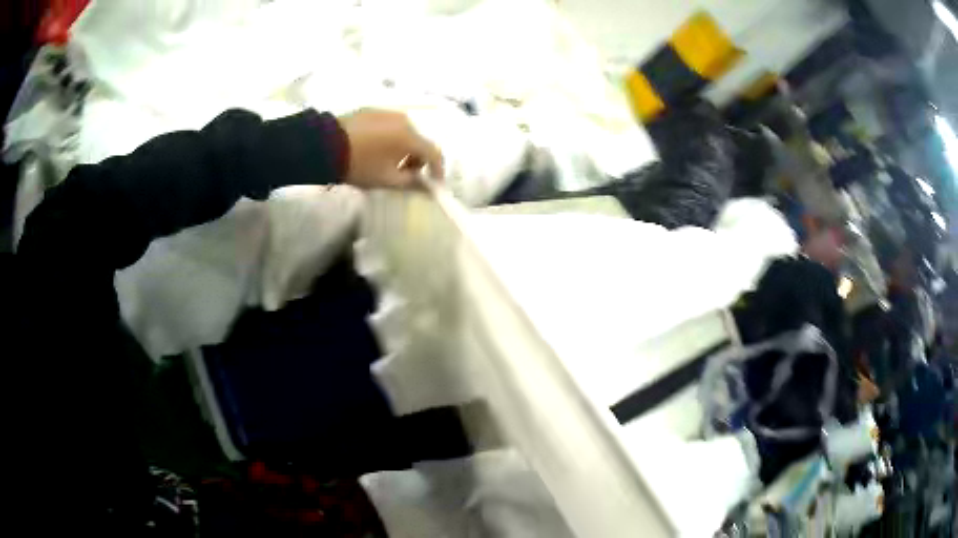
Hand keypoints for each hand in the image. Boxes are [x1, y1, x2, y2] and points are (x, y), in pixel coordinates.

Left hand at [338, 109, 444, 188]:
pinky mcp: (372, 110)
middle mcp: (404, 119)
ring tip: (388, 162)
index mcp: (410, 136)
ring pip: (404, 132)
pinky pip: (390, 126)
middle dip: (417, 160)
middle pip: (419, 141)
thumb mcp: (386, 179)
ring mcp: (387, 112)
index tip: (433, 184)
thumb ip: (412, 183)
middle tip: (406, 176)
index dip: (437, 170)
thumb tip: (427, 187)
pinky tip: (375, 149)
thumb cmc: (359, 165)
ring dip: (403, 148)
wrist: (325, 146)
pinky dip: (390, 138)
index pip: (434, 153)